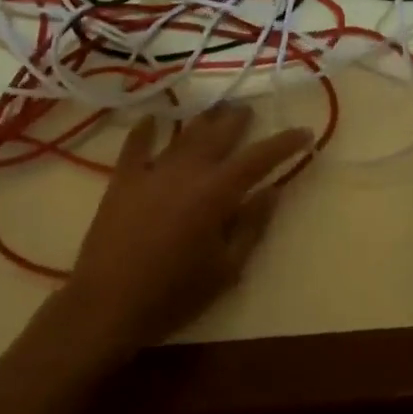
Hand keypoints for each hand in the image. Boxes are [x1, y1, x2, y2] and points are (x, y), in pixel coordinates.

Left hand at [52, 102, 312, 358]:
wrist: (108, 304)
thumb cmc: (174, 294)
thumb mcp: (226, 268)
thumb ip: (251, 226)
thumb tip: (271, 192)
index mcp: (216, 193)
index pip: (259, 159)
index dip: (284, 143)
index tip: (304, 132)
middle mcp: (186, 172)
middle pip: (218, 135)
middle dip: (238, 120)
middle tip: (250, 109)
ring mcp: (151, 172)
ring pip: (184, 135)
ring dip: (203, 119)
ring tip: (217, 108)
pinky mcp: (122, 181)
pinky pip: (135, 146)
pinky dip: (145, 130)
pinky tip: (152, 119)